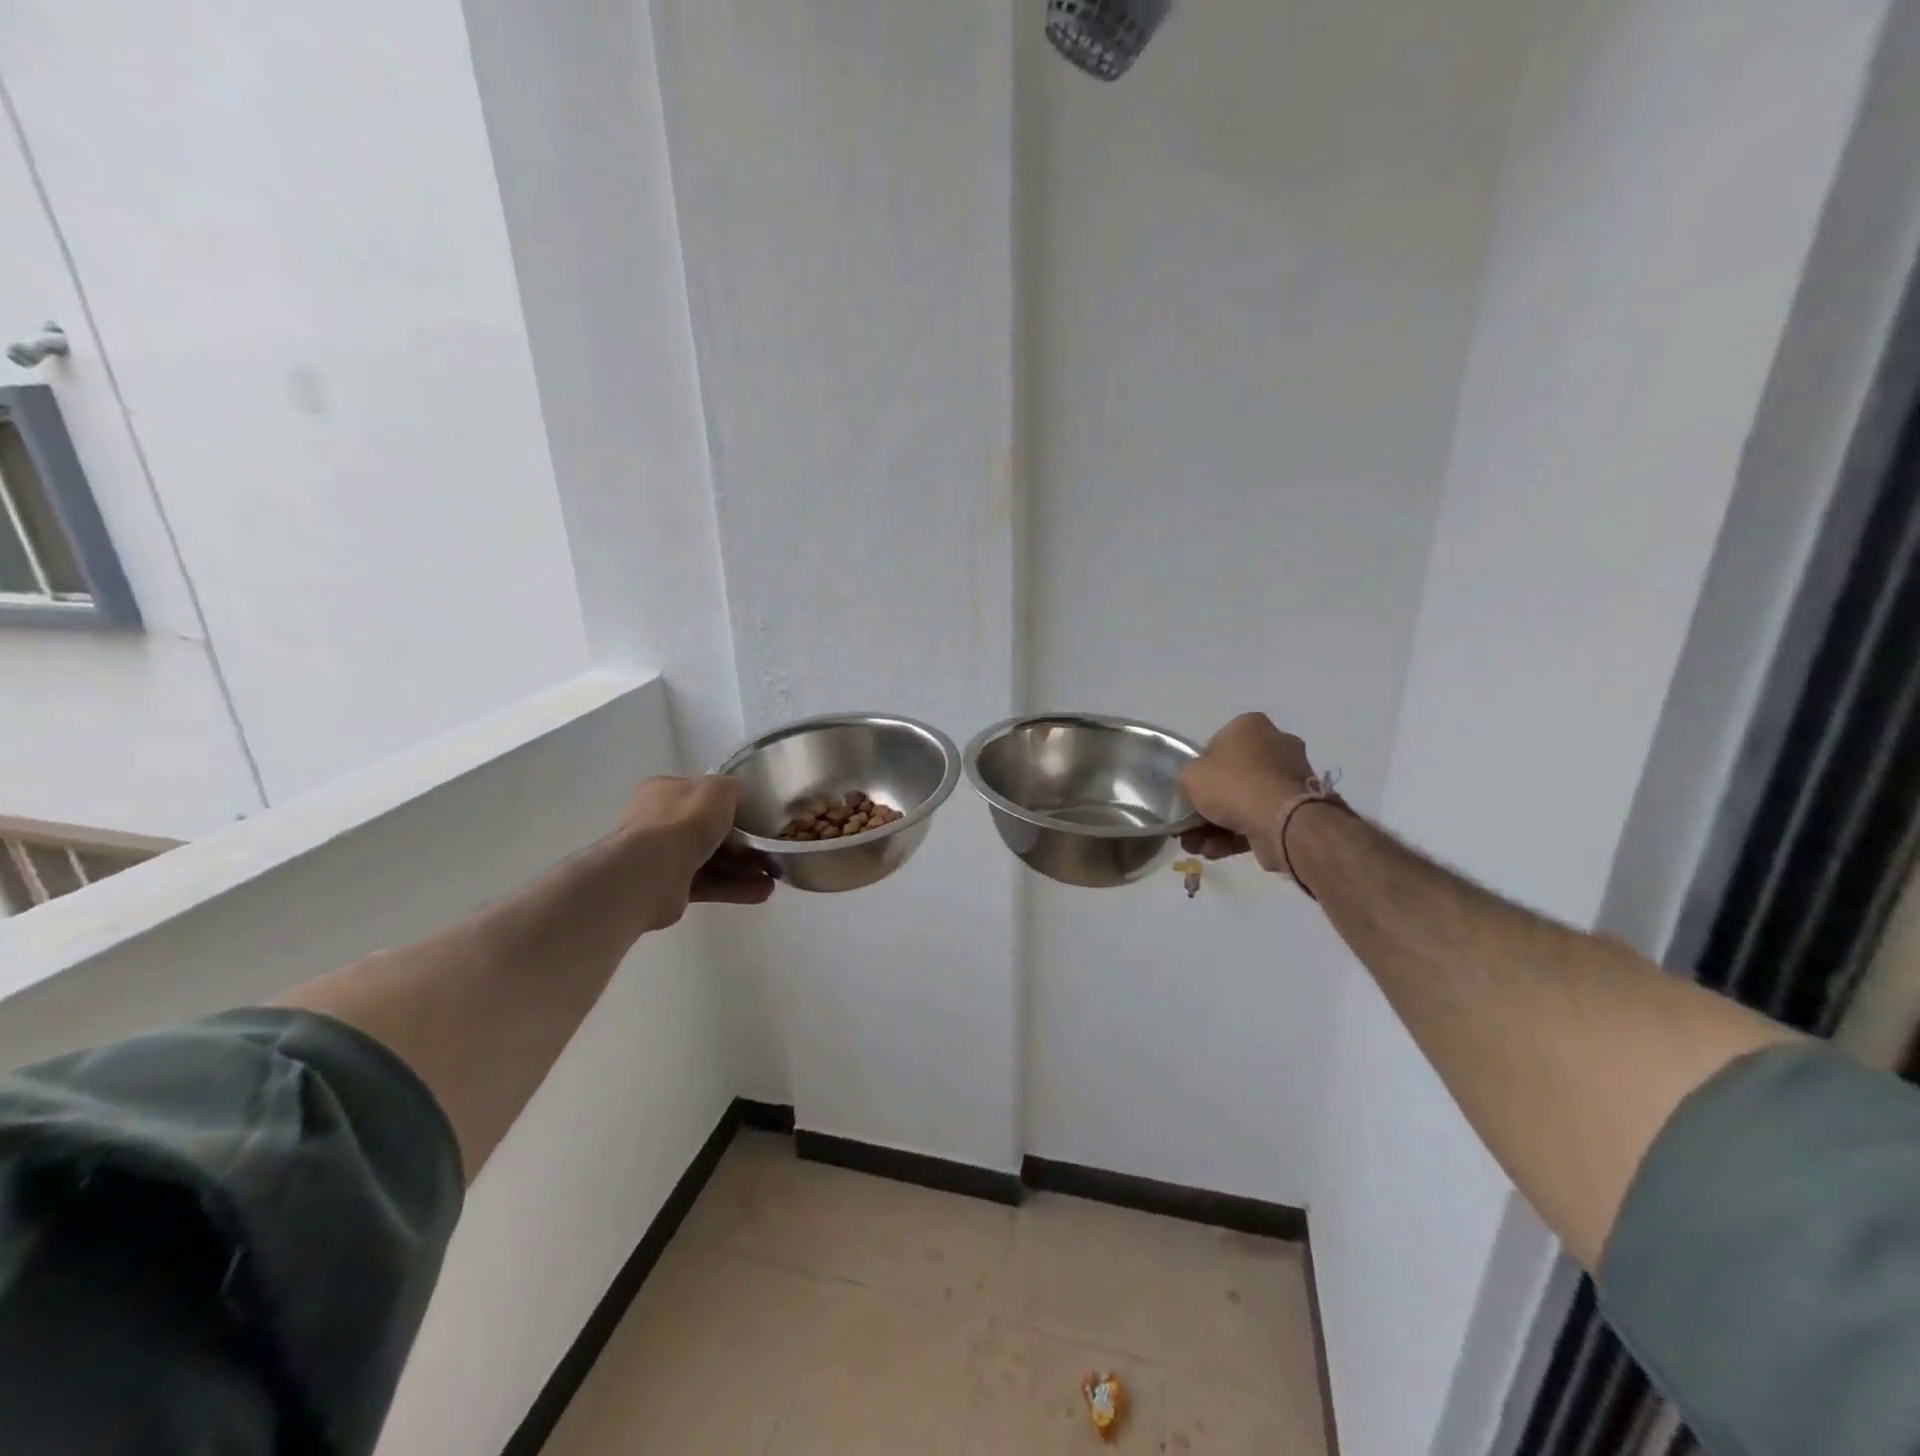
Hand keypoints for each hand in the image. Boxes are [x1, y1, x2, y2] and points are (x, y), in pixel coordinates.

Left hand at [621, 776, 775, 929]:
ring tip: (775, 876)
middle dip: (743, 842)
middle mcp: (660, 822)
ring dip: (744, 868)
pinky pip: (708, 884)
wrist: (652, 871)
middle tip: (770, 849)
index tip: (757, 815)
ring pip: (712, 859)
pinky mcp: (669, 887)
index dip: (731, 804)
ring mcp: (662, 856)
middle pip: (709, 830)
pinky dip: (734, 888)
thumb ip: (732, 789)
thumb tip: (737, 796)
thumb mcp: (720, 789)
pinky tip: (762, 893)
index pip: (702, 794)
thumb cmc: (685, 821)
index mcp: (666, 792)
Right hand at [1179, 714, 1314, 871]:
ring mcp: (1290, 778)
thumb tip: (1199, 787)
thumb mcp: (1190, 776)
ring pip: (1245, 801)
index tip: (1190, 791)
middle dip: (1210, 805)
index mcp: (1251, 726)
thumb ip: (1190, 778)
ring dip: (1218, 825)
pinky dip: (1237, 835)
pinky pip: (1260, 818)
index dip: (1201, 770)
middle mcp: (1275, 745)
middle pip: (1233, 776)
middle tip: (1189, 826)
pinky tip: (1214, 851)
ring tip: (1198, 847)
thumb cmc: (1233, 784)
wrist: (1282, 820)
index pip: (1217, 744)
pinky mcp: (1297, 808)